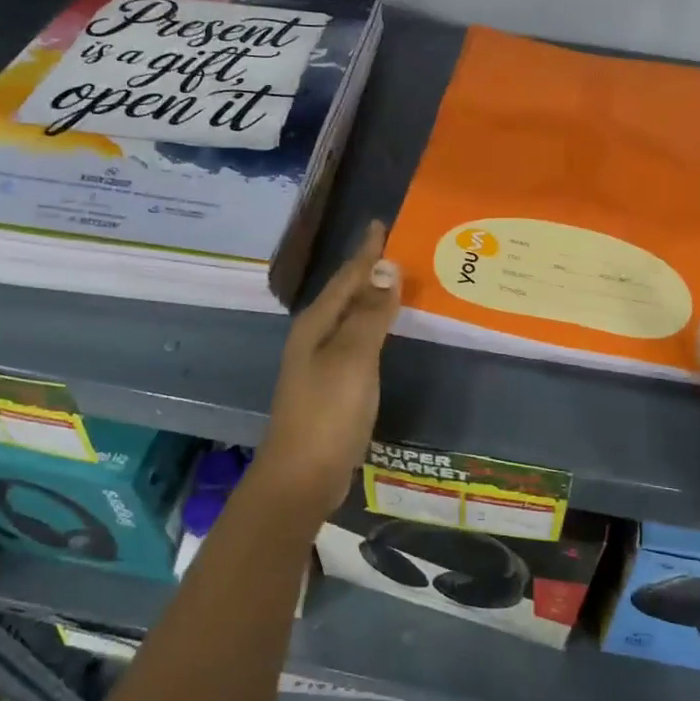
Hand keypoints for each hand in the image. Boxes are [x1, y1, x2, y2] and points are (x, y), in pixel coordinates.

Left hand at [256, 221, 400, 526]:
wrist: (303, 476)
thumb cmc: (328, 412)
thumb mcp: (353, 357)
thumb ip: (371, 313)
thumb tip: (386, 267)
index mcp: (316, 325)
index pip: (346, 278)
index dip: (365, 252)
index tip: (380, 224)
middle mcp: (314, 338)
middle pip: (345, 295)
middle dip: (368, 271)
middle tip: (395, 249)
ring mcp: (321, 364)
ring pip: (351, 319)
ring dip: (371, 299)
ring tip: (396, 283)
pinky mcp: (332, 387)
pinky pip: (357, 342)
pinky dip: (374, 328)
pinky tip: (386, 333)